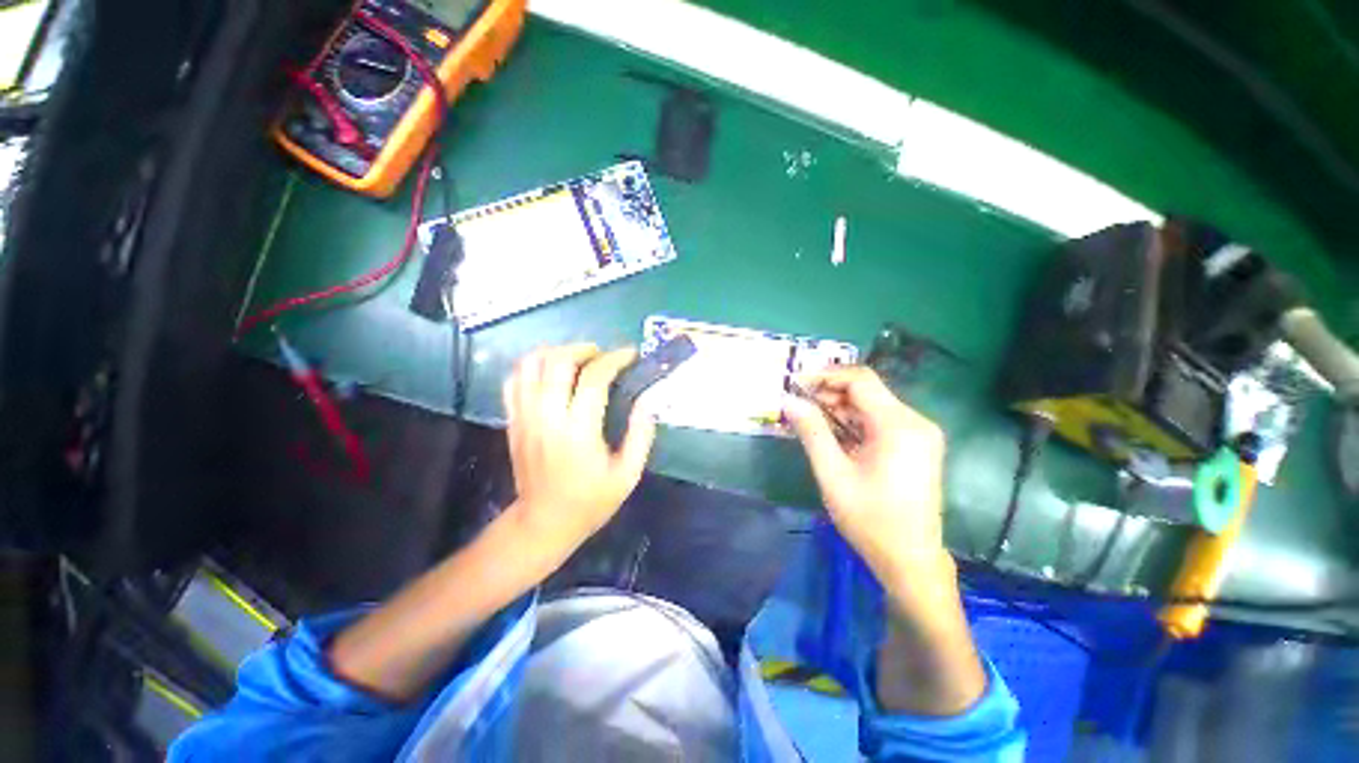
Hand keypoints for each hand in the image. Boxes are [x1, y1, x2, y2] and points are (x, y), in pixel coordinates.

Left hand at [503, 344, 656, 564]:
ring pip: (531, 364)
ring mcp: (525, 417)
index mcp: (579, 432)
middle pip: (557, 361)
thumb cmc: (591, 501)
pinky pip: (514, 380)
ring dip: (556, 352)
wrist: (543, 524)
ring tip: (577, 359)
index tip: (631, 355)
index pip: (594, 378)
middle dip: (583, 349)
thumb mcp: (627, 474)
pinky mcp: (513, 421)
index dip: (615, 359)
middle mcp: (547, 418)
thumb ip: (641, 433)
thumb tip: (648, 399)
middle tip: (602, 355)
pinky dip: (533, 367)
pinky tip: (551, 373)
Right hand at [785, 366, 948, 581]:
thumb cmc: (870, 519)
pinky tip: (832, 431)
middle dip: (829, 391)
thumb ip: (811, 431)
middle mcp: (915, 421)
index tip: (796, 382)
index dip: (825, 375)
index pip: (860, 380)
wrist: (910, 559)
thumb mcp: (833, 474)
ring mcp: (919, 432)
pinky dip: (853, 421)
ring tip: (808, 416)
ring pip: (872, 404)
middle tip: (797, 402)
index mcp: (898, 425)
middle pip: (867, 390)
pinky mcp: (916, 444)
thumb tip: (788, 400)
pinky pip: (880, 420)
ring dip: (839, 406)